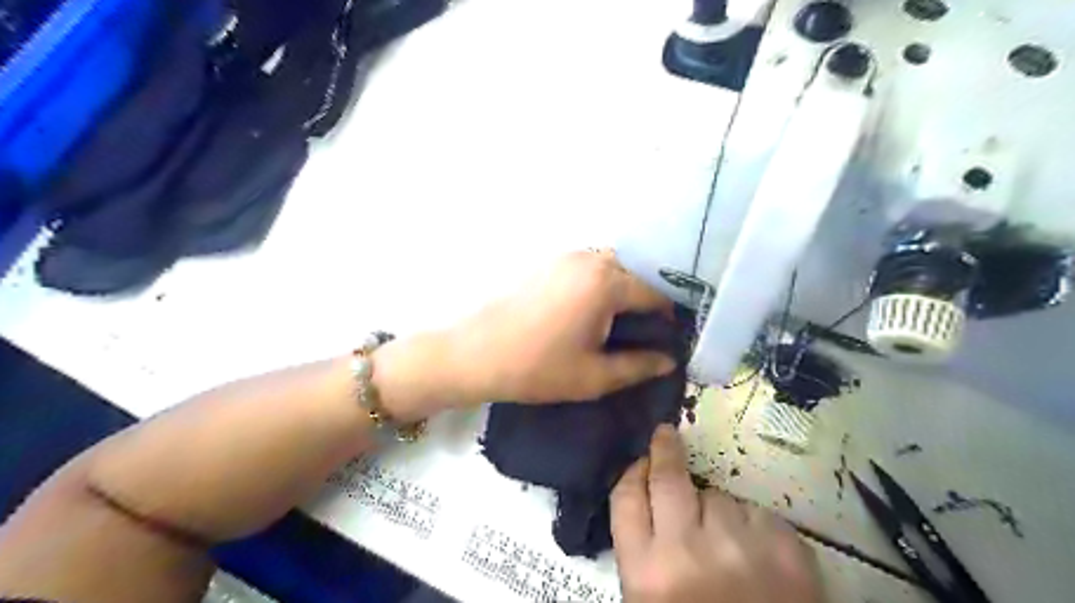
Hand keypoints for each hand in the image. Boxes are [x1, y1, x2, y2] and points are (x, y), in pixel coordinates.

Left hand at [449, 250, 669, 403]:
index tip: (670, 340)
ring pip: (610, 268)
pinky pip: (587, 267)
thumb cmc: (537, 368)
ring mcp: (565, 257)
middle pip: (634, 275)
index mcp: (606, 283)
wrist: (475, 354)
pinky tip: (590, 312)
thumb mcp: (594, 376)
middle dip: (646, 301)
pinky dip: (599, 284)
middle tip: (644, 334)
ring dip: (622, 291)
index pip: (655, 295)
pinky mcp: (547, 263)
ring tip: (619, 325)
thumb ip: (639, 366)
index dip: (668, 319)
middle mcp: (590, 259)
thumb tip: (670, 359)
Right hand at [613, 424, 825, 602]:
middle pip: (669, 478)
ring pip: (719, 496)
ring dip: (716, 510)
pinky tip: (756, 555)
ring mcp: (740, 544)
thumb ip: (643, 550)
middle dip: (664, 450)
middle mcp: (688, 548)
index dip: (632, 472)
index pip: (626, 498)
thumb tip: (644, 496)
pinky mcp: (786, 548)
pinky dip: (753, 527)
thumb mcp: (651, 601)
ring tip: (726, 545)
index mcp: (647, 572)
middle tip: (665, 435)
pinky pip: (758, 514)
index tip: (640, 461)